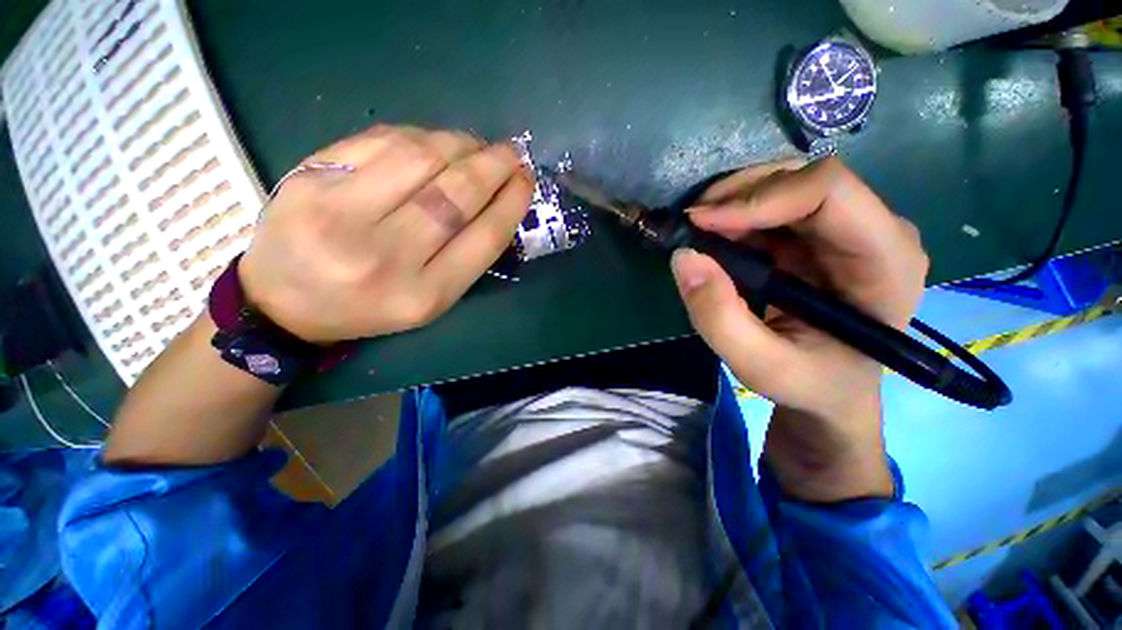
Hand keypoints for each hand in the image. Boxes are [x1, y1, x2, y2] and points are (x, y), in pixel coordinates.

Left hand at [239, 125, 533, 342]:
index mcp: (422, 296)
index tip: (527, 181)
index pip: (483, 239)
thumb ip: (465, 258)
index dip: (511, 203)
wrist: (284, 303)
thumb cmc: (370, 307)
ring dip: (459, 143)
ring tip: (476, 145)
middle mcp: (385, 257)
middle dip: (493, 166)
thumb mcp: (429, 299)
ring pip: (419, 158)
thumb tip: (497, 202)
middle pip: (454, 196)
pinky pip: (378, 141)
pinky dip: (418, 136)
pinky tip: (433, 142)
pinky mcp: (307, 179)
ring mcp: (339, 214)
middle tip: (512, 153)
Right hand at [671, 157, 928, 501]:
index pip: (829, 191)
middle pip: (803, 179)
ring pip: (783, 184)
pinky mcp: (817, 235)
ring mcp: (845, 228)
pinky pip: (771, 205)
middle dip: (738, 194)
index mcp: (885, 261)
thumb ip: (720, 318)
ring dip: (731, 202)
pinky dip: (733, 215)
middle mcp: (874, 230)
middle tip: (690, 224)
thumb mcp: (761, 367)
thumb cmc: (810, 384)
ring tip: (696, 231)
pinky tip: (712, 236)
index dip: (759, 197)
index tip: (702, 223)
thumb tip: (684, 257)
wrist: (830, 389)